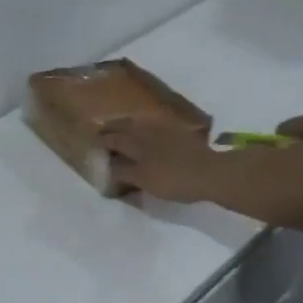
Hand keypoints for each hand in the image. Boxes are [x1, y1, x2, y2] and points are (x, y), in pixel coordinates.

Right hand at [96, 116, 222, 202]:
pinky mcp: (180, 133)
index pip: (114, 138)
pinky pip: (156, 125)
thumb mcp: (143, 180)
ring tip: (122, 130)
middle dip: (113, 129)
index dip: (102, 141)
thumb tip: (109, 167)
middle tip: (104, 132)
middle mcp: (149, 130)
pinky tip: (148, 133)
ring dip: (129, 125)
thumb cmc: (173, 179)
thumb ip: (124, 172)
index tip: (93, 142)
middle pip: (126, 126)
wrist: (210, 172)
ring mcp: (166, 129)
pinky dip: (146, 127)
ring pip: (141, 123)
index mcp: (137, 142)